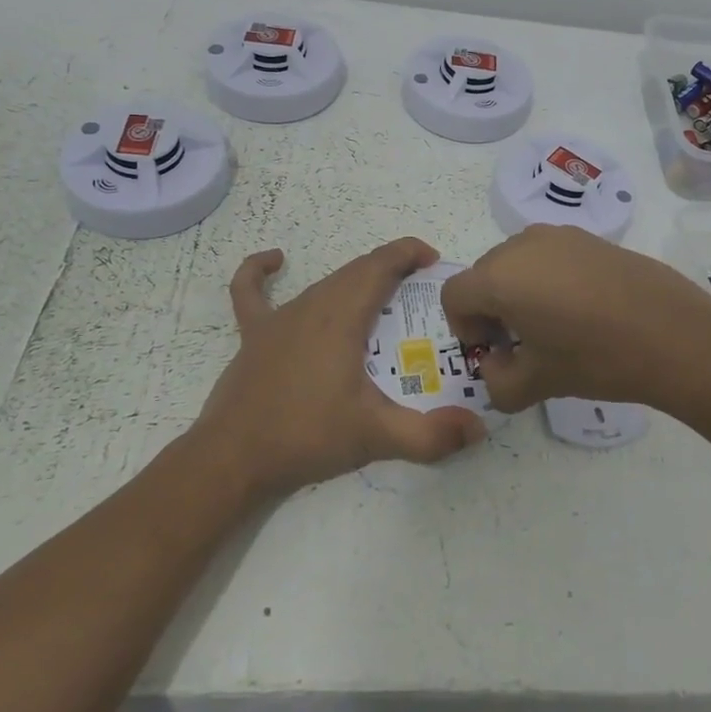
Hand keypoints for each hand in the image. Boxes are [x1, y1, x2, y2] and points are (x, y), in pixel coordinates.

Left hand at [187, 238, 487, 497]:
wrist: (232, 458)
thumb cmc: (306, 436)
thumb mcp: (375, 436)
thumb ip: (430, 435)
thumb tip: (478, 429)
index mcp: (342, 316)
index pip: (380, 265)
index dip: (408, 252)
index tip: (434, 260)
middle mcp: (312, 304)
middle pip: (356, 271)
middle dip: (391, 270)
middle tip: (419, 292)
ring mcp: (278, 318)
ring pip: (324, 283)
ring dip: (355, 281)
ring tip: (381, 299)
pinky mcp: (254, 335)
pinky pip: (252, 292)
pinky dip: (260, 272)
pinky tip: (274, 261)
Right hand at [440, 224, 710, 413]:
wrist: (675, 336)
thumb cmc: (597, 358)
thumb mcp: (538, 383)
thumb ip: (498, 382)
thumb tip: (494, 366)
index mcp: (500, 277)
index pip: (455, 295)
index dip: (463, 327)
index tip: (493, 351)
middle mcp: (522, 245)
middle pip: (484, 274)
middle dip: (490, 309)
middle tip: (519, 343)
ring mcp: (560, 235)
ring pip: (517, 261)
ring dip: (518, 290)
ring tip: (551, 325)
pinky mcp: (590, 238)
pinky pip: (550, 255)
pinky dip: (548, 278)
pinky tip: (582, 309)